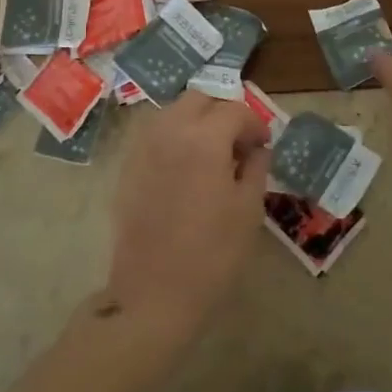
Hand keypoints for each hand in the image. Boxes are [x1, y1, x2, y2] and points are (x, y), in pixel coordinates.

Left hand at [102, 92, 271, 337]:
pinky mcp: (128, 166)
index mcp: (204, 138)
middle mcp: (170, 130)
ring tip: (212, 152)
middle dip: (223, 111)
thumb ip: (256, 167)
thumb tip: (256, 148)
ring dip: (197, 120)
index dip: (254, 123)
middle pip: (200, 98)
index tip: (263, 144)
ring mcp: (144, 146)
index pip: (235, 110)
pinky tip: (186, 167)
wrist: (153, 294)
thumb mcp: (249, 209)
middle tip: (238, 140)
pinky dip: (175, 136)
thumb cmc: (212, 254)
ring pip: (174, 111)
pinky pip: (156, 133)